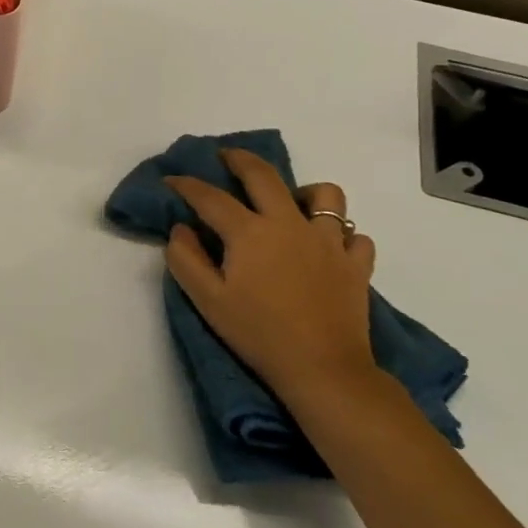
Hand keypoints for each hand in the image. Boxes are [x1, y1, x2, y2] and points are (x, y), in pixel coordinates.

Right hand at [164, 150, 378, 408]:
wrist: (323, 370)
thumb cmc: (258, 334)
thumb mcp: (208, 301)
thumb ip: (185, 259)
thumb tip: (180, 229)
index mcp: (250, 232)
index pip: (210, 197)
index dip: (186, 185)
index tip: (171, 180)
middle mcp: (289, 224)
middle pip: (264, 175)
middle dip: (239, 159)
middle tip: (226, 157)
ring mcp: (329, 241)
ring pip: (325, 195)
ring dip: (305, 193)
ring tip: (292, 204)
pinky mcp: (356, 264)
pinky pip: (354, 235)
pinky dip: (341, 235)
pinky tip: (326, 247)